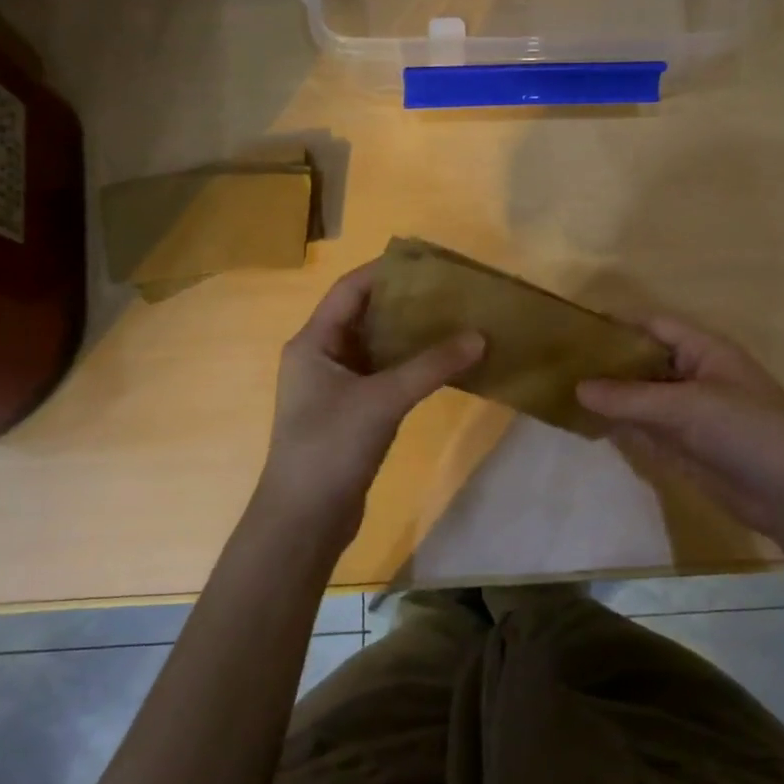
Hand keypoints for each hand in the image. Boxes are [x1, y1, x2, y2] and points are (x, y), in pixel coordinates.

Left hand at [255, 262, 482, 543]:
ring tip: (454, 320)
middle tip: (451, 292)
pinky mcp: (351, 414)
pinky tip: (442, 364)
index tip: (428, 262)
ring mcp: (335, 388)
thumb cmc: (331, 448)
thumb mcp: (382, 400)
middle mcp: (321, 357)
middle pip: (365, 316)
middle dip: (405, 302)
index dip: (386, 271)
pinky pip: (383, 376)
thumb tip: (479, 337)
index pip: (350, 290)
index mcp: (313, 342)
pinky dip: (410, 366)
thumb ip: (430, 367)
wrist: (304, 521)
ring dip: (410, 336)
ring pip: (376, 348)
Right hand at [577, 316, 783, 545]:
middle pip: (643, 362)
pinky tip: (588, 425)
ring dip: (610, 397)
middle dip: (607, 363)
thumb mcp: (687, 406)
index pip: (654, 326)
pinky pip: (645, 429)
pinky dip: (620, 426)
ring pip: (641, 398)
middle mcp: (694, 376)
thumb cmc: (747, 430)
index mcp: (704, 351)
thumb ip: (630, 398)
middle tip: (559, 365)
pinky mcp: (684, 447)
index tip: (575, 329)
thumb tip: (578, 388)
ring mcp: (688, 414)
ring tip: (562, 392)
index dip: (617, 324)